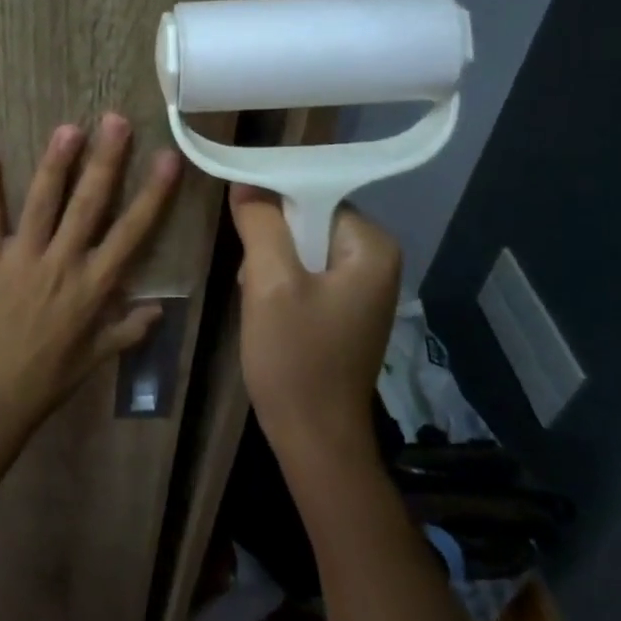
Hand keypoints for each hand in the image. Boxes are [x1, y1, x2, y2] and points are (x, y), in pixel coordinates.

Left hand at [0, 114, 181, 429]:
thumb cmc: (47, 380)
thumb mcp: (96, 359)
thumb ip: (128, 330)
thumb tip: (160, 309)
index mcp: (94, 286)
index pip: (132, 232)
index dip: (152, 194)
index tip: (167, 159)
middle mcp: (62, 263)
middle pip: (89, 204)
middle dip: (106, 160)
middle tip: (116, 120)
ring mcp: (22, 258)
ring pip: (43, 202)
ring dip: (57, 163)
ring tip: (69, 128)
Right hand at [228, 186, 400, 477]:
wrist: (314, 439)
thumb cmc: (296, 358)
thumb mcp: (269, 283)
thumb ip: (260, 223)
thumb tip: (246, 181)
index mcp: (372, 246)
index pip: (315, 196)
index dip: (274, 205)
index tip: (244, 228)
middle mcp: (377, 261)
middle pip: (309, 222)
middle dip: (273, 242)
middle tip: (252, 278)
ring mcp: (363, 288)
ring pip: (303, 250)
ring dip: (273, 267)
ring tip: (258, 300)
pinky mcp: (346, 311)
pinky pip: (308, 276)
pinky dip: (282, 286)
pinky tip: (269, 313)